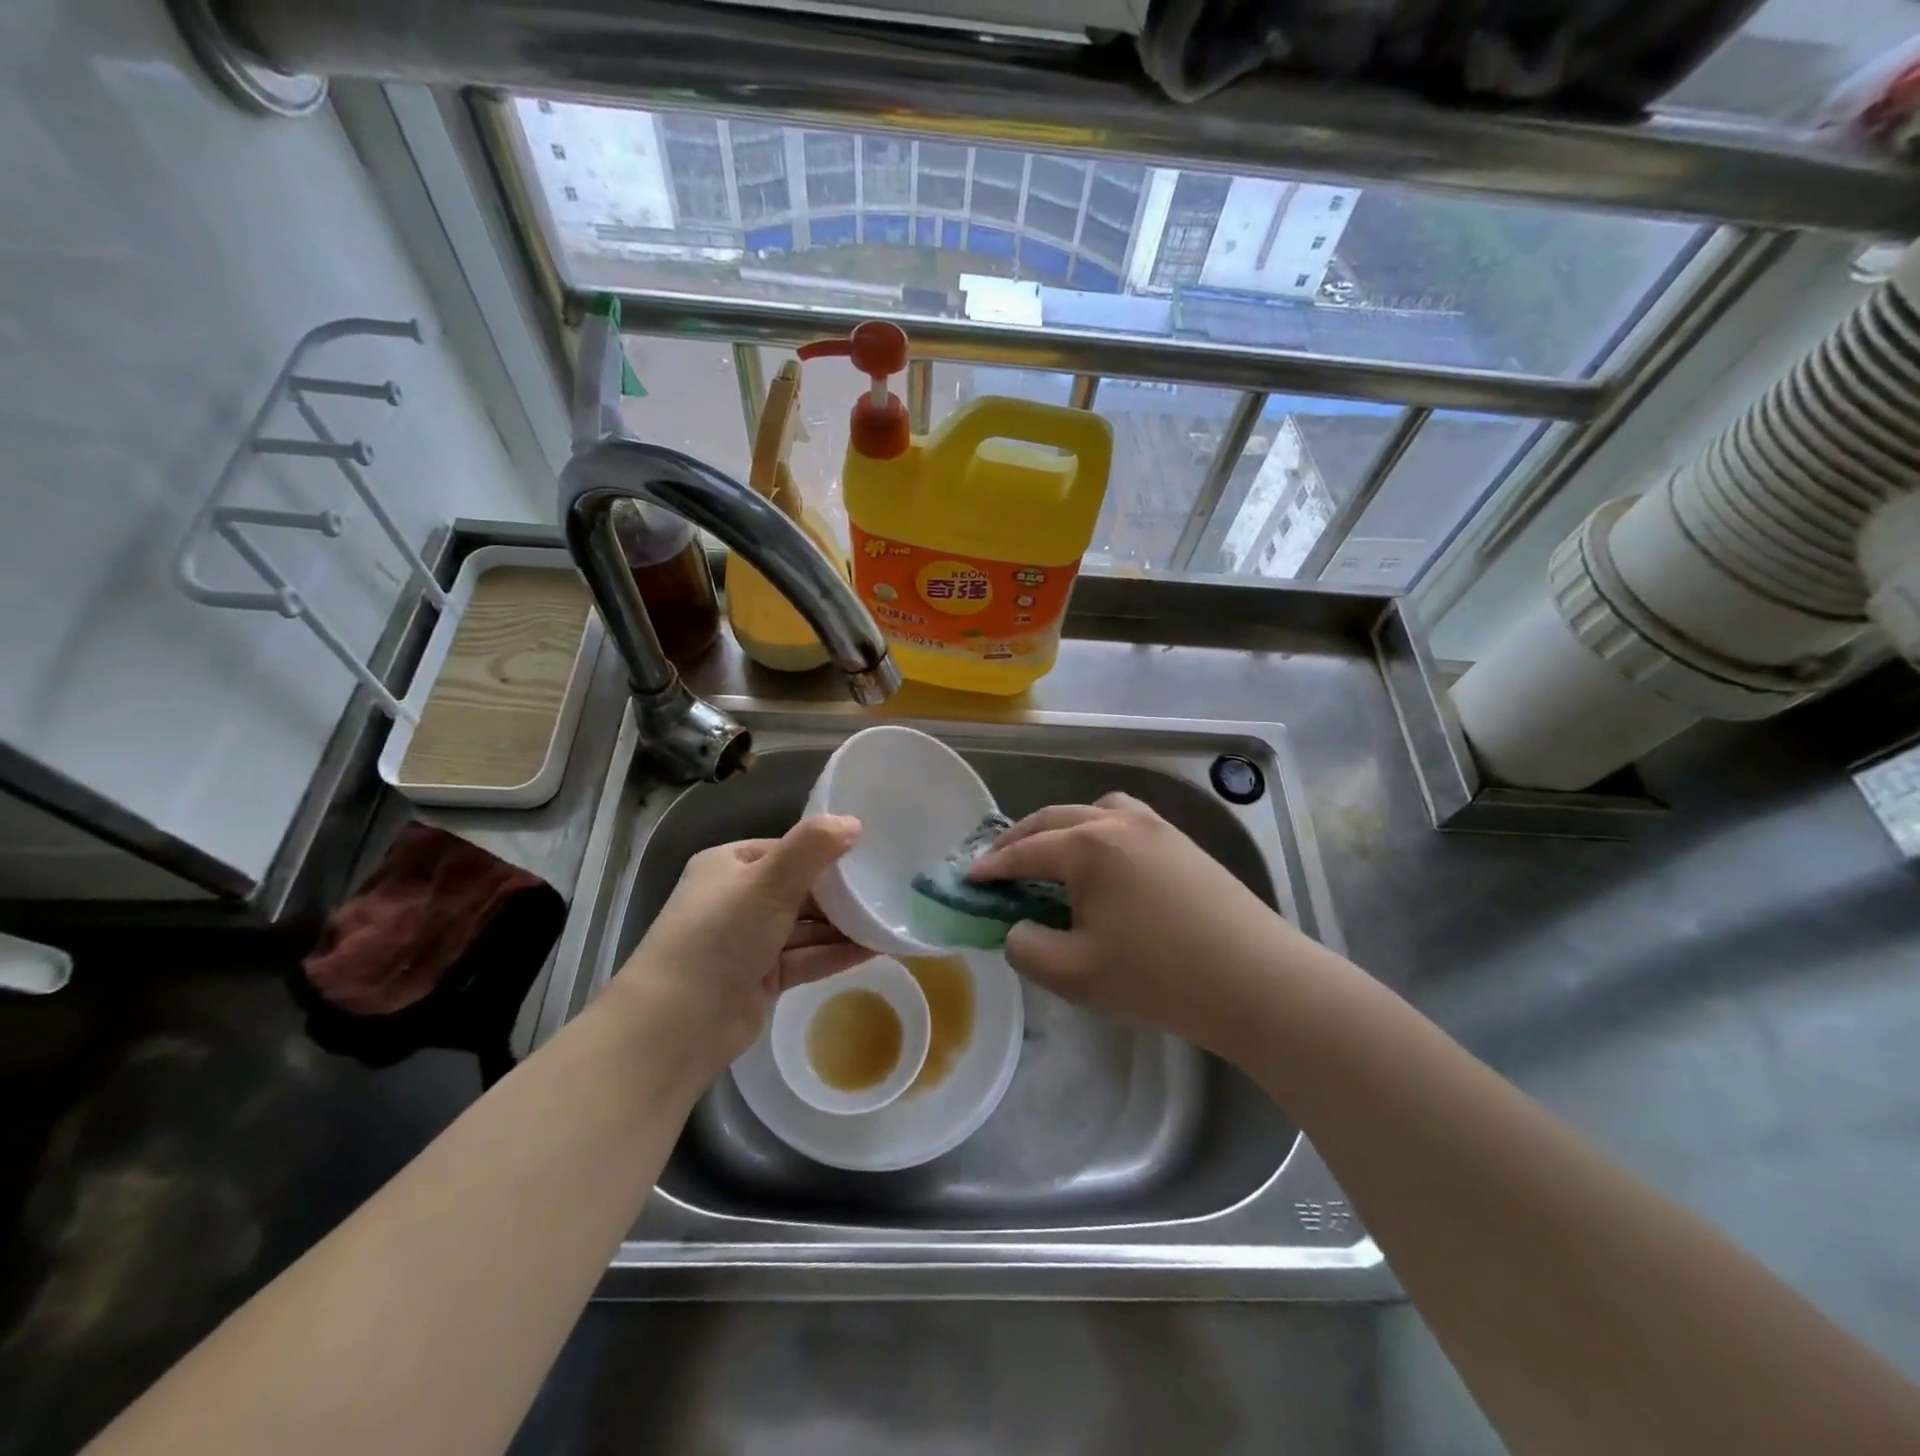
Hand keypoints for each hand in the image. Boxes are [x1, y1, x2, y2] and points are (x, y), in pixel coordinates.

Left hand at [611, 815, 870, 1084]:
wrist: (678, 1023)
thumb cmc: (721, 934)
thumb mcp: (769, 880)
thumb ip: (813, 847)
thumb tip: (855, 822)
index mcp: (729, 865)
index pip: (787, 849)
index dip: (826, 850)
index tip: (871, 853)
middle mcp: (738, 899)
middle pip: (800, 889)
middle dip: (840, 892)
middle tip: (888, 887)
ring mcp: (749, 942)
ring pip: (806, 926)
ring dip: (844, 924)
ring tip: (890, 919)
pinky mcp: (761, 979)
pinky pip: (807, 957)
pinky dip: (836, 952)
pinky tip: (876, 948)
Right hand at [968, 793, 1312, 1058]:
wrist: (1257, 981)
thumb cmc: (1158, 977)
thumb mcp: (1073, 974)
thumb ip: (1027, 948)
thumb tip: (1018, 928)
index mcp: (1088, 846)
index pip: (1026, 851)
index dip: (992, 866)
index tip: (966, 878)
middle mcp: (1119, 822)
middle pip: (1055, 819)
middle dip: (1020, 839)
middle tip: (995, 863)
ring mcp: (1157, 828)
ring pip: (1095, 811)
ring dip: (1063, 828)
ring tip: (1052, 856)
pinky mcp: (1184, 844)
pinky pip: (1127, 822)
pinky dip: (1100, 831)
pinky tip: (1106, 864)